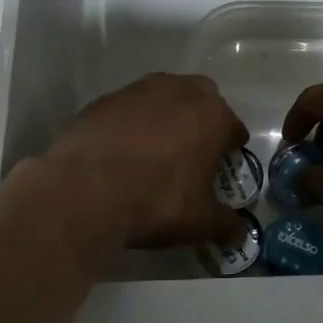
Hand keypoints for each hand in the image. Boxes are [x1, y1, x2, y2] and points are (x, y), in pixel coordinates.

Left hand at [43, 73, 246, 248]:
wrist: (82, 191)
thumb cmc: (155, 201)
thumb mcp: (200, 222)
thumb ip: (226, 224)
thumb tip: (240, 233)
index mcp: (212, 116)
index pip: (234, 130)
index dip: (230, 152)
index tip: (220, 172)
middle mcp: (179, 91)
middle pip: (202, 100)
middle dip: (201, 122)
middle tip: (191, 154)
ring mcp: (139, 90)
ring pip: (164, 97)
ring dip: (166, 117)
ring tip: (154, 151)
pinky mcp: (105, 99)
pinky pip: (129, 108)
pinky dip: (132, 123)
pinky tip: (121, 151)